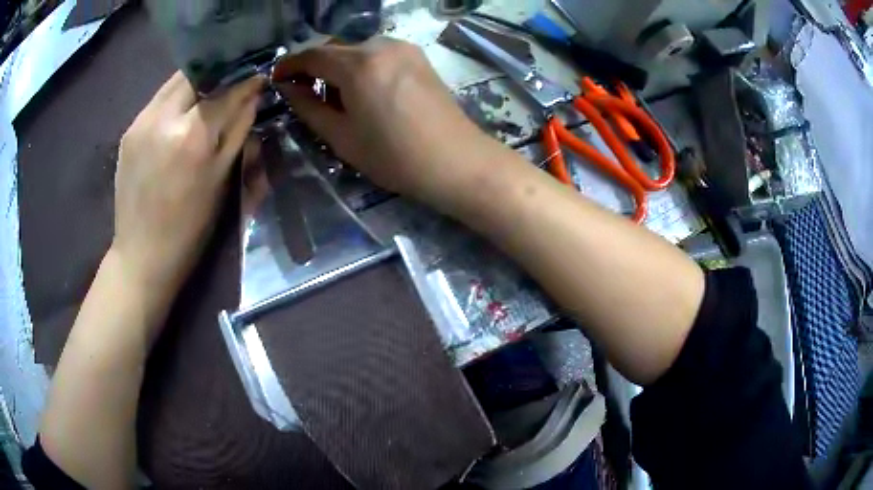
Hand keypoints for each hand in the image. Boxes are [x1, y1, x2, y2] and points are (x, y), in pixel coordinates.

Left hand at [112, 72, 263, 290]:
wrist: (142, 255)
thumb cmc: (188, 227)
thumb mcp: (220, 181)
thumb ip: (237, 131)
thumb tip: (253, 96)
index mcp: (191, 136)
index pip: (225, 92)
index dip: (245, 82)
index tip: (258, 76)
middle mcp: (163, 118)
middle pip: (196, 74)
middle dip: (217, 72)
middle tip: (231, 80)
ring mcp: (141, 122)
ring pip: (173, 83)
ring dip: (194, 83)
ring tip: (206, 93)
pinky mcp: (128, 131)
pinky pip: (157, 101)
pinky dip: (174, 100)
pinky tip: (180, 115)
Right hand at [272, 38, 499, 204]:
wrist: (456, 161)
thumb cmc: (394, 157)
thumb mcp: (341, 137)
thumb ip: (308, 107)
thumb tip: (288, 88)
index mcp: (358, 65)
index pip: (312, 55)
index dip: (290, 65)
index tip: (277, 78)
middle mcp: (381, 45)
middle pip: (335, 47)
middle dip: (315, 67)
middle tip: (305, 94)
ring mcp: (404, 48)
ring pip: (357, 49)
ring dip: (339, 67)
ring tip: (337, 98)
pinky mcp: (418, 57)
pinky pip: (378, 53)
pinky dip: (362, 66)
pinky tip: (364, 91)